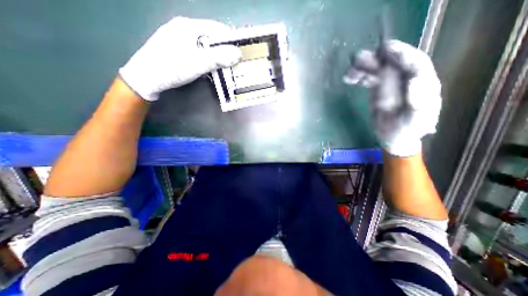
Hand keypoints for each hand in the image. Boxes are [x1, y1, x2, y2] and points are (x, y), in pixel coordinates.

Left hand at [119, 17, 240, 102]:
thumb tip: (238, 53)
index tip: (240, 53)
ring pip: (205, 45)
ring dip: (216, 56)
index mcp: (189, 26)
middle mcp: (184, 28)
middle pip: (211, 37)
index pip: (217, 28)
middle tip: (233, 63)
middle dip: (224, 50)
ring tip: (224, 67)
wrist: (145, 78)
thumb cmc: (171, 68)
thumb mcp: (197, 63)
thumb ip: (218, 58)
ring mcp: (179, 38)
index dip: (231, 40)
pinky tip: (209, 68)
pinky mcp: (177, 48)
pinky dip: (207, 59)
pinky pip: (198, 51)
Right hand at [345, 40, 441, 156]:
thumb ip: (418, 103)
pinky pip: (369, 79)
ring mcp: (390, 85)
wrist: (394, 137)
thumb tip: (414, 80)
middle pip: (392, 64)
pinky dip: (359, 77)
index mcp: (422, 84)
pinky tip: (350, 78)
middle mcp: (406, 80)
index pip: (414, 63)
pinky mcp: (378, 90)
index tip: (384, 49)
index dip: (400, 54)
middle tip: (358, 60)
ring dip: (364, 68)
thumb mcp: (415, 121)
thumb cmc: (406, 131)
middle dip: (375, 60)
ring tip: (350, 71)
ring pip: (377, 70)